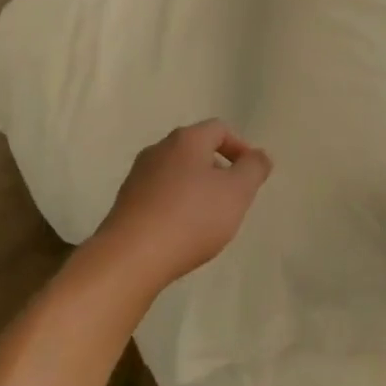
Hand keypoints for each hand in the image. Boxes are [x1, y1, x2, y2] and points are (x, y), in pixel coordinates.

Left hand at [94, 120, 272, 291]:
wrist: (131, 257)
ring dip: (196, 188)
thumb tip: (259, 156)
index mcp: (186, 140)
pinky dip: (176, 204)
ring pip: (177, 172)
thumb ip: (254, 169)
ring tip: (208, 218)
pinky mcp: (126, 201)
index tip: (251, 175)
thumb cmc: (191, 218)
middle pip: (196, 149)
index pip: (219, 129)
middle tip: (232, 198)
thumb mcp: (237, 193)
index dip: (240, 147)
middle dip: (218, 169)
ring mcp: (138, 175)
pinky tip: (182, 231)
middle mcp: (159, 149)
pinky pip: (159, 194)